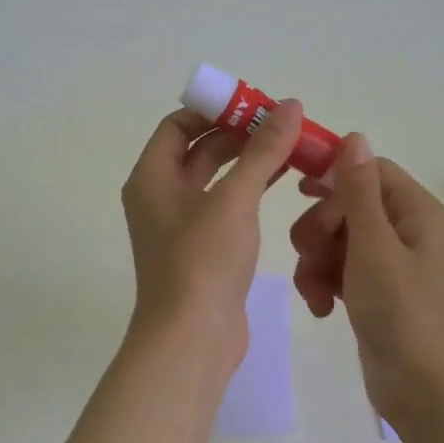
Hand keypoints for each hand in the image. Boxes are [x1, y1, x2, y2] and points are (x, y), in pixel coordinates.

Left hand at [121, 100, 305, 370]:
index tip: (254, 103)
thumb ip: (262, 151)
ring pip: (216, 179)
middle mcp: (160, 196)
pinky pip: (226, 206)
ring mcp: (181, 225)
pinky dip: (251, 189)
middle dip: (239, 134)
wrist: (192, 339)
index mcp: (152, 177)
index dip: (214, 110)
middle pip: (199, 150)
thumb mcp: (234, 199)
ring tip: (292, 146)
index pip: (177, 125)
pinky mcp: (203, 250)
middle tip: (283, 123)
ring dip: (249, 161)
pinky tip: (284, 180)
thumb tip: (290, 106)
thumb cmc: (203, 260)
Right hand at [289, 134, 443, 423]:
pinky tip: (321, 307)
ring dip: (316, 260)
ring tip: (313, 291)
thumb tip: (355, 136)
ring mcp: (390, 263)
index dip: (333, 177)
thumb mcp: (374, 246)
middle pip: (347, 204)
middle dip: (320, 228)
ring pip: (337, 239)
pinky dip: (325, 283)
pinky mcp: (375, 291)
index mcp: (416, 211)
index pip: (369, 170)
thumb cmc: (402, 313)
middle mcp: (406, 230)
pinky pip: (340, 269)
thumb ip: (359, 191)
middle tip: (307, 253)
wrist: (423, 391)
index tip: (298, 191)